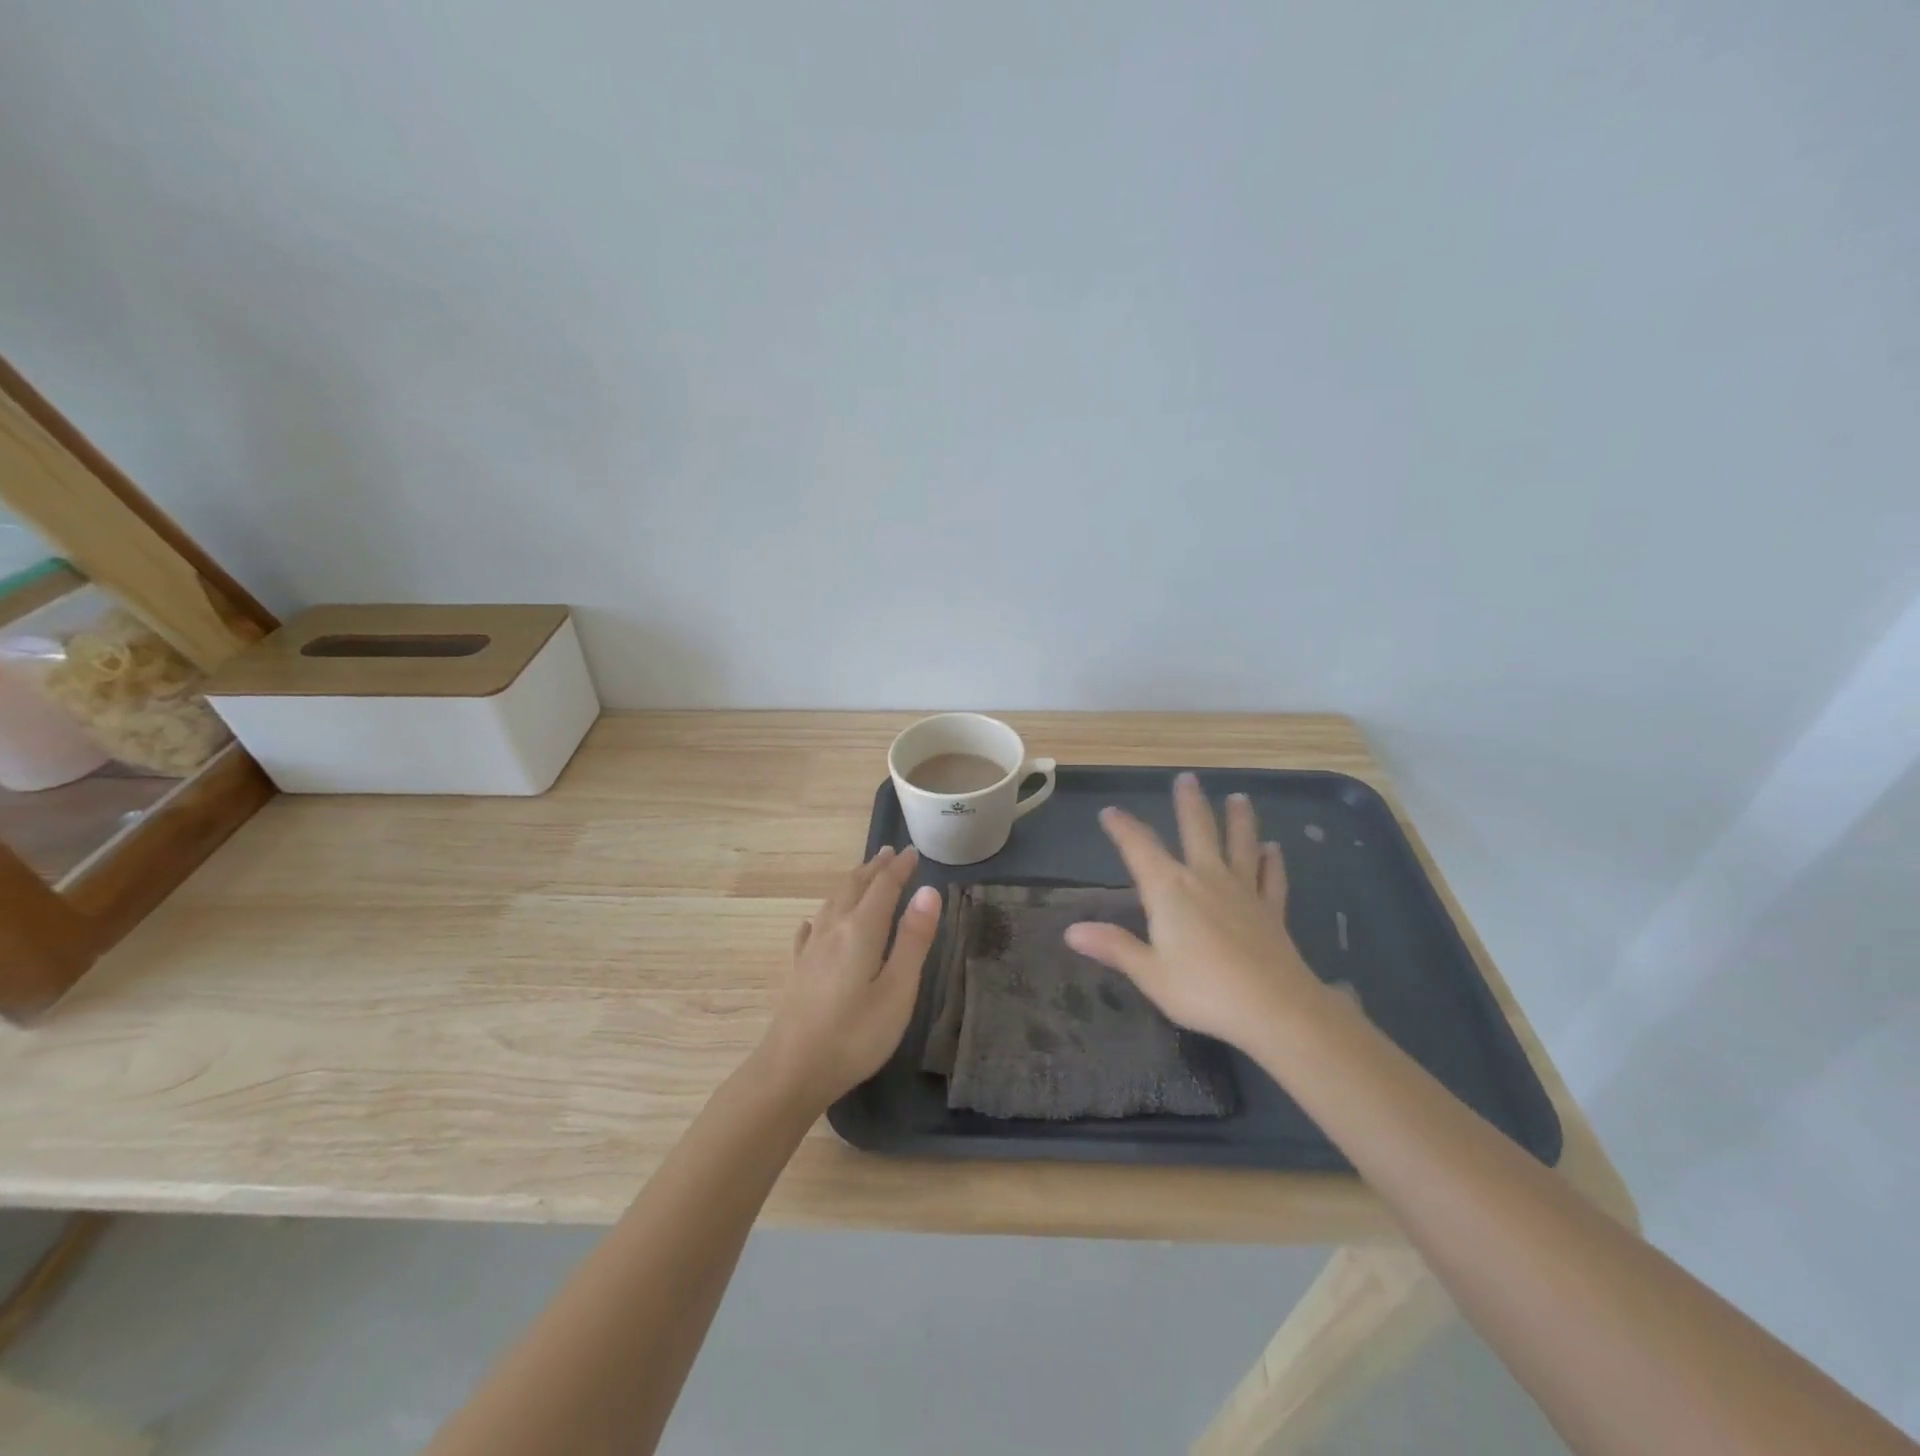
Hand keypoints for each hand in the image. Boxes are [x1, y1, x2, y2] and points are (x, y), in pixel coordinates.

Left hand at [758, 846, 940, 1108]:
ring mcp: (811, 950)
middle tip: (889, 853)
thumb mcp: (897, 991)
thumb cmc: (854, 1035)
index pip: (883, 888)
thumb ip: (913, 940)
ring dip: (851, 884)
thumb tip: (928, 891)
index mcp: (860, 931)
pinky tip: (814, 922)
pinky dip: (821, 916)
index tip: (913, 851)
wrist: (790, 1071)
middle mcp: (833, 930)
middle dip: (874, 869)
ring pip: (832, 903)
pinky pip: (811, 930)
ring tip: (862, 876)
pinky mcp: (798, 971)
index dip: (899, 868)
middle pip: (854, 888)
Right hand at [1065, 773, 1326, 1048]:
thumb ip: (1114, 947)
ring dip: (1238, 820)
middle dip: (1188, 804)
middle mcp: (1205, 878)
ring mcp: (1243, 891)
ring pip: (1239, 845)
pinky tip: (1274, 848)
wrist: (1275, 1008)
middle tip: (1187, 779)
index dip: (1123, 828)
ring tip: (1239, 798)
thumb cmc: (1203, 990)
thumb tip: (1071, 930)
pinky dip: (1272, 861)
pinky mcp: (1270, 910)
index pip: (1139, 848)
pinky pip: (1271, 878)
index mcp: (1169, 890)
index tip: (1110, 812)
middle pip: (1197, 831)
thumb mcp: (1149, 973)